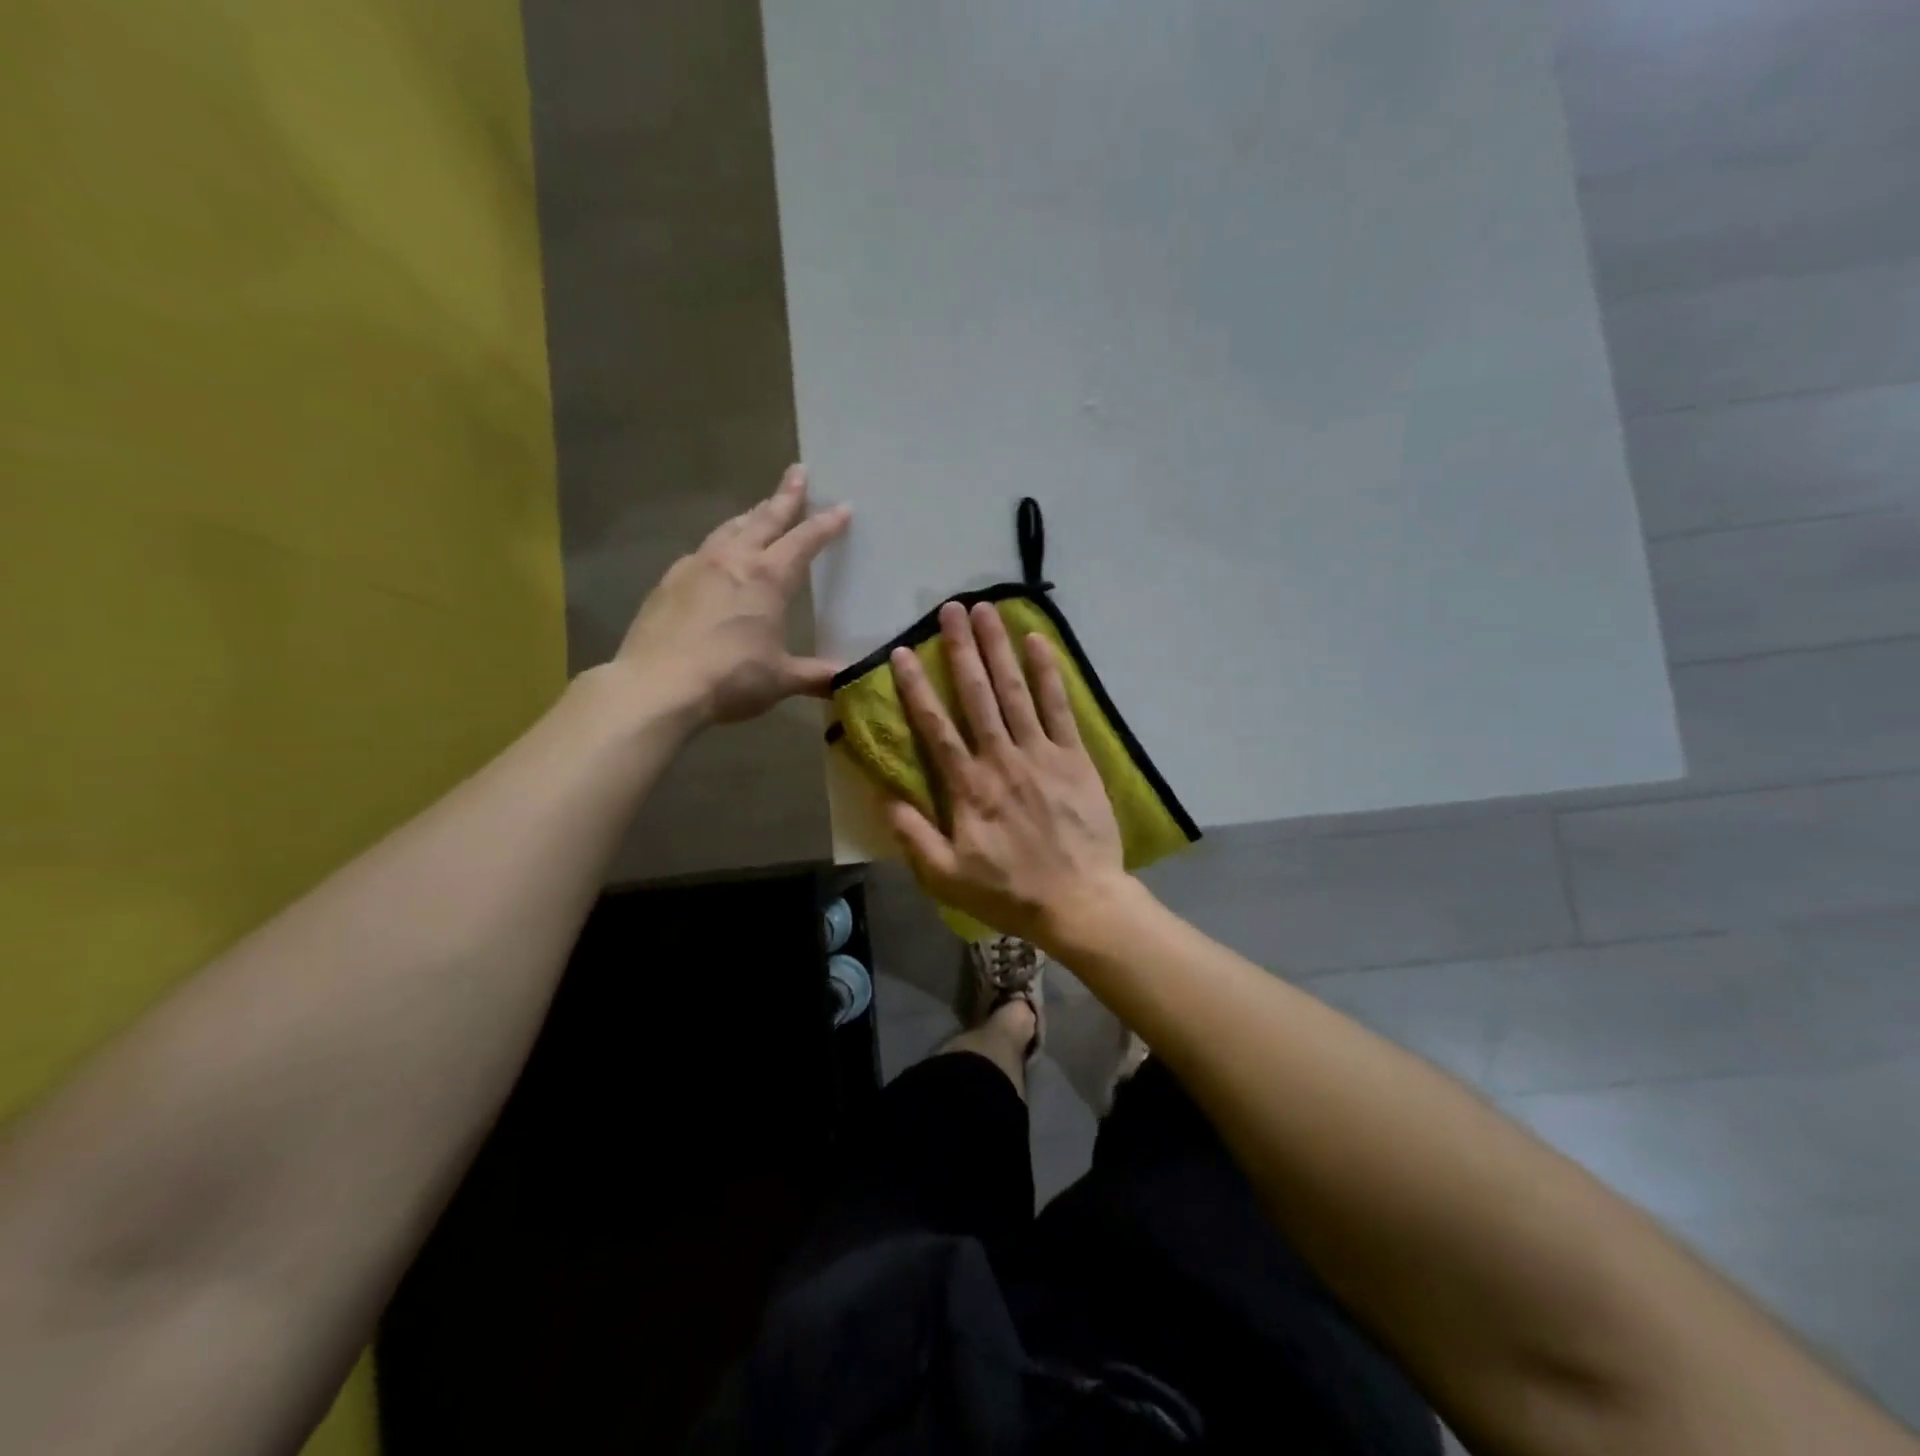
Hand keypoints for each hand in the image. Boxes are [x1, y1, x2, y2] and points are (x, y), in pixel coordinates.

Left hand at [616, 465, 850, 725]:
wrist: (657, 686)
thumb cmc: (730, 679)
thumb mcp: (781, 679)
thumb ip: (816, 675)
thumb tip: (848, 678)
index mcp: (768, 578)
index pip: (805, 541)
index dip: (826, 524)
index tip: (843, 506)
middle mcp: (732, 561)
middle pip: (764, 519)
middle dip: (785, 496)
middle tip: (798, 472)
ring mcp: (695, 567)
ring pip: (729, 529)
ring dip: (749, 516)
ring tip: (758, 510)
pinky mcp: (668, 583)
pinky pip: (700, 553)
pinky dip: (717, 547)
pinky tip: (715, 558)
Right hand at [888, 601, 1129, 944]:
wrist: (1080, 902)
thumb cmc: (1010, 892)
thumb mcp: (946, 876)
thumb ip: (913, 834)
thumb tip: (884, 795)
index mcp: (969, 787)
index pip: (936, 726)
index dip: (917, 687)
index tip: (903, 651)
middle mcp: (1002, 759)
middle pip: (977, 695)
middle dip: (962, 649)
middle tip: (950, 608)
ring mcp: (1042, 754)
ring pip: (1016, 691)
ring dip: (999, 648)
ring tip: (987, 611)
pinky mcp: (1075, 758)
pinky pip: (1059, 707)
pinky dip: (1049, 673)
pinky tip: (1037, 641)